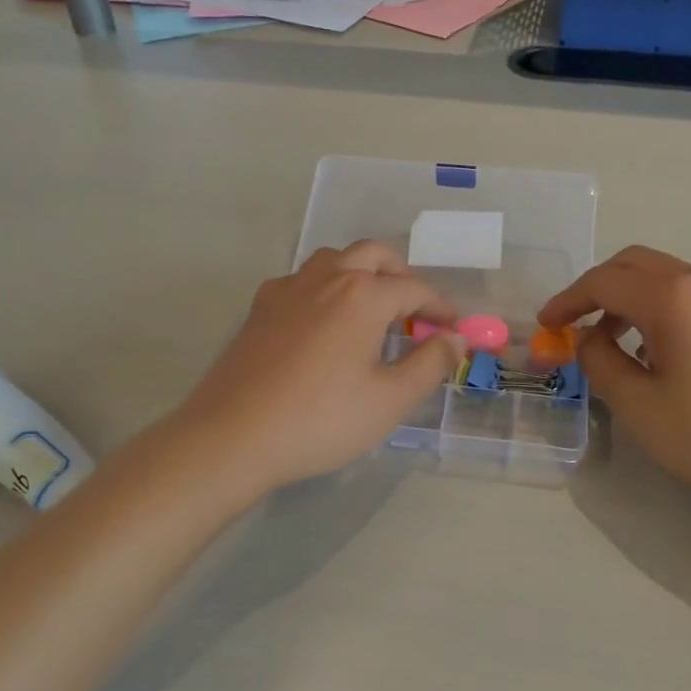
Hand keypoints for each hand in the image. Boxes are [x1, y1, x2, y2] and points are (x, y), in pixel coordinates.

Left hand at [172, 241, 465, 492]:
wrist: (234, 435)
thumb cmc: (321, 420)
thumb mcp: (389, 400)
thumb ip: (430, 364)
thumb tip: (456, 339)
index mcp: (362, 296)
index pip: (415, 289)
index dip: (441, 309)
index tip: (454, 331)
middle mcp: (326, 278)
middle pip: (374, 255)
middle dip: (403, 276)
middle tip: (416, 313)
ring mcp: (287, 289)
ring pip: (335, 260)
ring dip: (363, 274)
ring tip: (374, 312)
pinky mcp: (260, 308)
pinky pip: (302, 280)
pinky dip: (326, 288)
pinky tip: (324, 322)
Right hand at [538, 246, 690, 501]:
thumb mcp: (640, 406)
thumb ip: (601, 363)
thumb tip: (590, 339)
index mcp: (672, 298)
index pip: (603, 282)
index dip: (568, 300)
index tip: (546, 324)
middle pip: (634, 264)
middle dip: (596, 288)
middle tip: (574, 323)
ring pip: (665, 276)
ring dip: (629, 298)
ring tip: (613, 342)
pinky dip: (659, 307)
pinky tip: (659, 349)